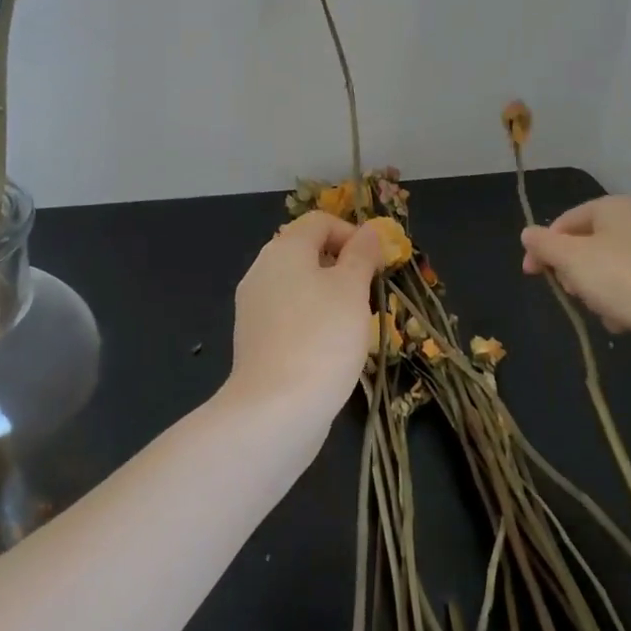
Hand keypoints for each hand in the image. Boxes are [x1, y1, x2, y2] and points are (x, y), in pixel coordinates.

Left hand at [226, 212, 383, 426]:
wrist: (275, 409)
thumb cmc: (322, 338)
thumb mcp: (352, 288)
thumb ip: (362, 254)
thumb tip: (369, 231)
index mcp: (285, 249)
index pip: (320, 221)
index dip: (352, 234)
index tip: (376, 264)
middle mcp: (262, 269)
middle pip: (307, 252)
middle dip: (342, 267)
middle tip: (368, 294)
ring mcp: (253, 306)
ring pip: (299, 286)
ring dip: (329, 296)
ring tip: (353, 324)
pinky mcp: (254, 339)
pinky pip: (289, 315)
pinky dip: (311, 321)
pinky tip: (329, 348)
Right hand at [520, 196, 630, 351]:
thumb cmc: (622, 279)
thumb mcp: (572, 258)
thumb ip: (544, 244)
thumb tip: (527, 233)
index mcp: (613, 207)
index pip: (565, 221)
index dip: (543, 246)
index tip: (531, 274)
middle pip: (584, 245)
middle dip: (572, 272)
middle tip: (573, 291)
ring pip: (603, 271)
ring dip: (593, 292)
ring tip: (602, 308)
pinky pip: (626, 290)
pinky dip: (617, 304)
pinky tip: (622, 320)